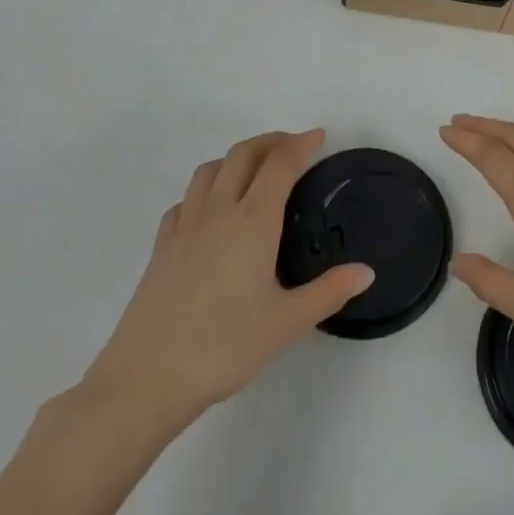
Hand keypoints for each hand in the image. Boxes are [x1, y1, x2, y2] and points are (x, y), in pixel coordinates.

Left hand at [80, 130, 372, 435]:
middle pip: (243, 155)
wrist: (147, 378)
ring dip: (236, 158)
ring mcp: (184, 226)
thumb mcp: (287, 323)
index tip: (320, 136)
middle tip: (293, 147)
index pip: (280, 165)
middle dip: (271, 141)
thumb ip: (329, 292)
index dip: (301, 145)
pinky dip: (205, 189)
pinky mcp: (161, 246)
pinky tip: (211, 211)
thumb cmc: (224, 347)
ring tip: (255, 171)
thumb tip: (366, 272)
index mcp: (253, 222)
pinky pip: (185, 199)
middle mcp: (218, 211)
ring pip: (210, 170)